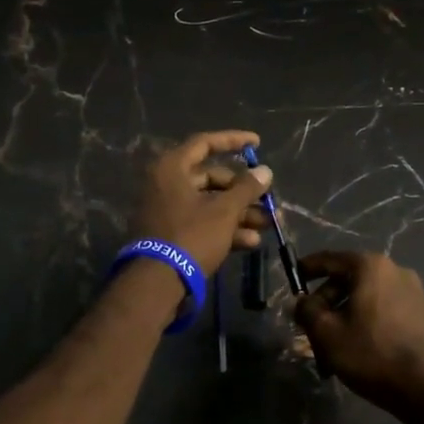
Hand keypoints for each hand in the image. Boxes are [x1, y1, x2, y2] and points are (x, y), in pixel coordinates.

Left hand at [130, 130, 272, 274]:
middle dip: (242, 191)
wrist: (157, 283)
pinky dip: (224, 229)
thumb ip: (246, 188)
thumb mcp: (224, 211)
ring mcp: (166, 211)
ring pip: (209, 203)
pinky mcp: (170, 235)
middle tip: (266, 199)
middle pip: (210, 178)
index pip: (205, 143)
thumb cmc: (191, 236)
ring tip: (265, 225)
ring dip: (239, 213)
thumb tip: (265, 171)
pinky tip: (249, 242)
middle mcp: (165, 184)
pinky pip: (201, 223)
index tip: (257, 143)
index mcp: (172, 168)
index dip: (233, 140)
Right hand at [293, 251, 423, 415]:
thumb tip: (302, 301)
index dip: (308, 268)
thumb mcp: (327, 333)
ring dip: (345, 316)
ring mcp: (413, 291)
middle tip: (310, 328)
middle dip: (326, 303)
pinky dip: (366, 322)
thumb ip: (307, 310)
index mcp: (371, 267)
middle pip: (348, 280)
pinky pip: (384, 309)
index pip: (330, 259)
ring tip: (332, 347)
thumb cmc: (372, 354)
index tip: (293, 277)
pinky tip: (358, 348)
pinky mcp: (422, 312)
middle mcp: (394, 270)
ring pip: (366, 298)